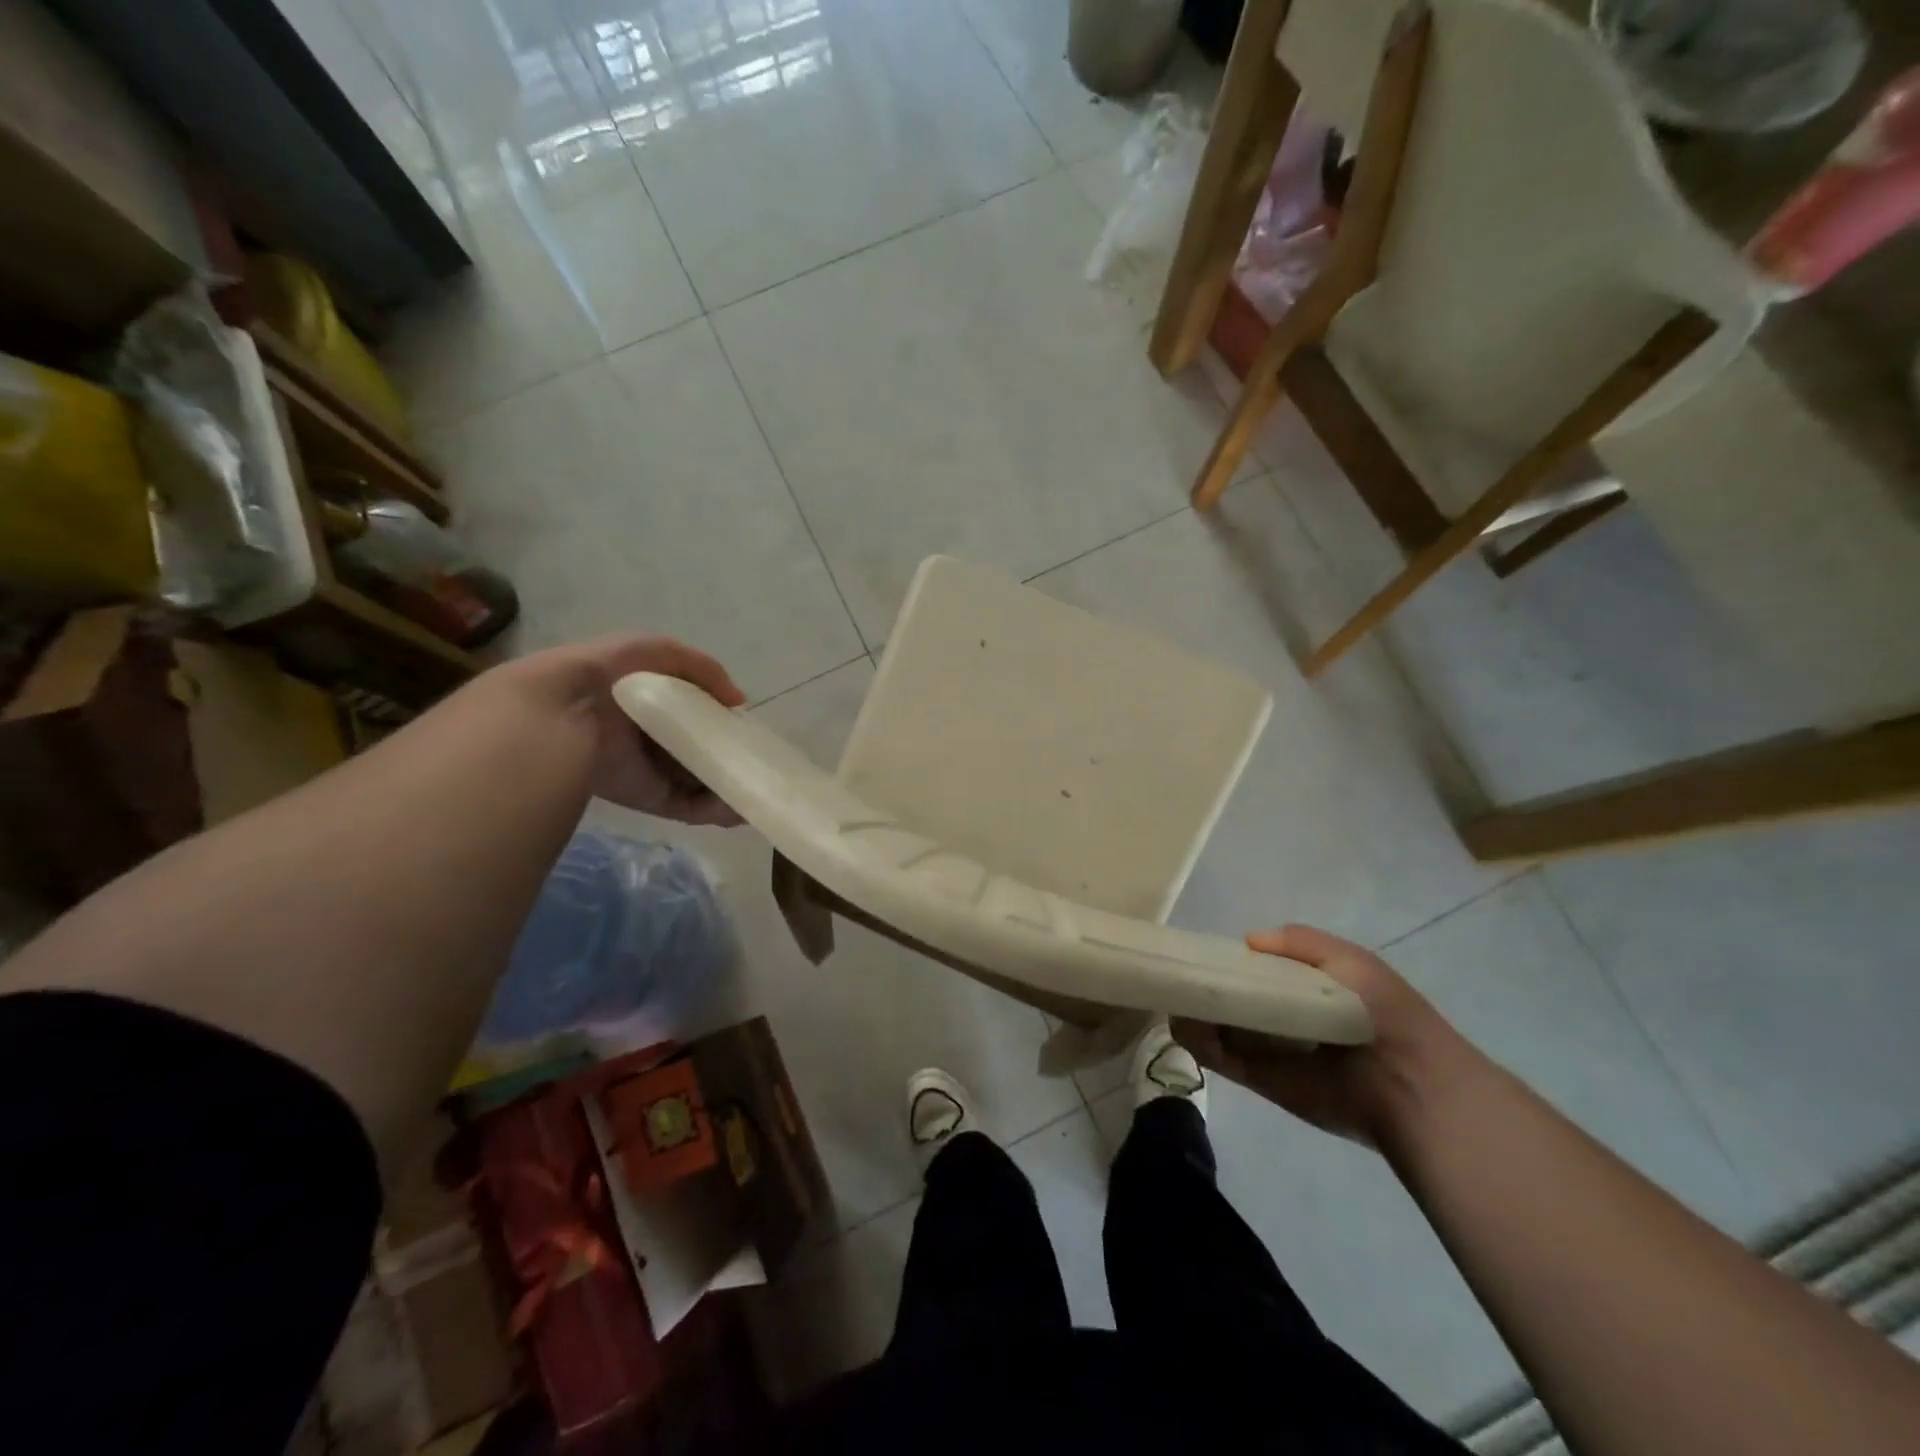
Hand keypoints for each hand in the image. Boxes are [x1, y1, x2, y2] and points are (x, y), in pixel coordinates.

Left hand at [504, 635, 747, 823]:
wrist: (565, 713)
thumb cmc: (612, 673)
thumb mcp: (661, 652)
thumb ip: (705, 670)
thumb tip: (738, 703)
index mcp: (649, 702)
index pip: (693, 714)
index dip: (721, 722)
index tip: (747, 730)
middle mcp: (651, 738)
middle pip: (698, 751)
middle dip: (728, 758)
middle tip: (757, 764)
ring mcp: (650, 770)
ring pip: (697, 782)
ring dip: (728, 788)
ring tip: (757, 791)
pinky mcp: (647, 797)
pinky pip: (687, 807)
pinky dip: (715, 810)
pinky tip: (740, 809)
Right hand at [1173, 924, 1473, 1149]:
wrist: (1407, 1084)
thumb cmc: (1381, 1013)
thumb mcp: (1351, 960)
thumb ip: (1300, 942)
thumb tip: (1247, 941)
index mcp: (1303, 989)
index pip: (1255, 971)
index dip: (1229, 960)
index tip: (1201, 950)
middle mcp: (1279, 1018)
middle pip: (1229, 998)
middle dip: (1204, 986)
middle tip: (1178, 973)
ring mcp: (1266, 1050)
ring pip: (1217, 1027)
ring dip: (1194, 1013)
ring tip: (1173, 996)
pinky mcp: (1259, 1080)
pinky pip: (1220, 1058)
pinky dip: (1199, 1042)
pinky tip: (1184, 1022)